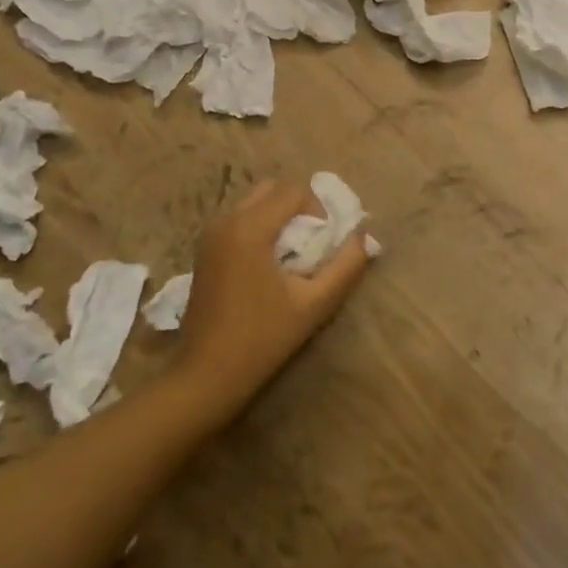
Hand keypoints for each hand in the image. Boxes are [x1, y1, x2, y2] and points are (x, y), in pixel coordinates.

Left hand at [171, 179, 371, 426]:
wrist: (205, 378)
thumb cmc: (262, 340)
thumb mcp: (314, 304)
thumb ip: (346, 266)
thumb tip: (364, 237)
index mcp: (249, 228)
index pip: (293, 191)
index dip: (317, 210)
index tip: (324, 244)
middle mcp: (225, 221)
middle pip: (272, 190)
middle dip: (298, 208)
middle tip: (311, 244)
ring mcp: (210, 234)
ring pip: (255, 203)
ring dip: (278, 217)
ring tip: (292, 257)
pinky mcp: (204, 249)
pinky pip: (240, 220)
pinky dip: (260, 228)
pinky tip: (268, 266)